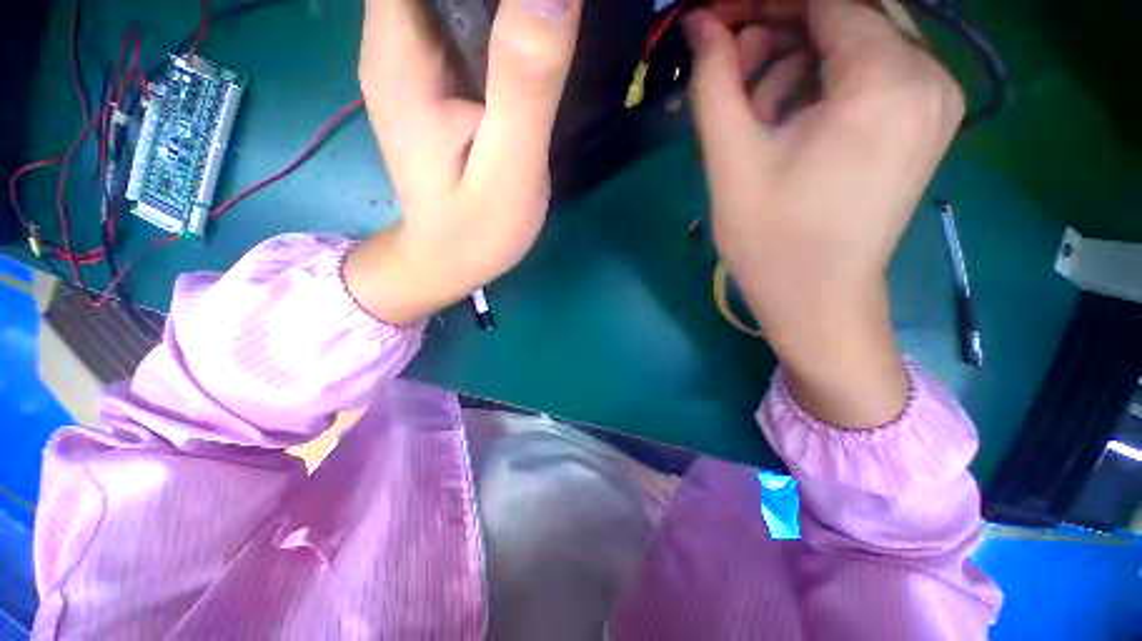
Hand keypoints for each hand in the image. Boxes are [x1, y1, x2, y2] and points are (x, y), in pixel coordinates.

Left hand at [346, 0, 581, 325]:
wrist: (449, 260)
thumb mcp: (509, 166)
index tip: (536, 10)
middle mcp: (394, 40)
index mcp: (402, 54)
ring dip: (506, 8)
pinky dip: (499, 19)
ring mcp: (413, 59)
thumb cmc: (476, 229)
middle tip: (551, 22)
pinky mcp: (436, 81)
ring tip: (548, 31)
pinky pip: (464, 20)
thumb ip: (526, 83)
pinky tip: (531, 41)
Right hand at [686, 0, 963, 426]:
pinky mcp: (917, 123)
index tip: (714, 16)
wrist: (817, 302)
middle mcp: (928, 76)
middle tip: (725, 71)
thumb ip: (714, 81)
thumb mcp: (731, 162)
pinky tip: (783, 127)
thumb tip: (699, 23)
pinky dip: (817, 86)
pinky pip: (864, 75)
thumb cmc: (772, 242)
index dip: (761, 1)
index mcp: (888, 81)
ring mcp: (930, 100)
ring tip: (749, 116)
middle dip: (775, 33)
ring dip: (791, 65)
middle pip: (843, 15)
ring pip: (850, 44)